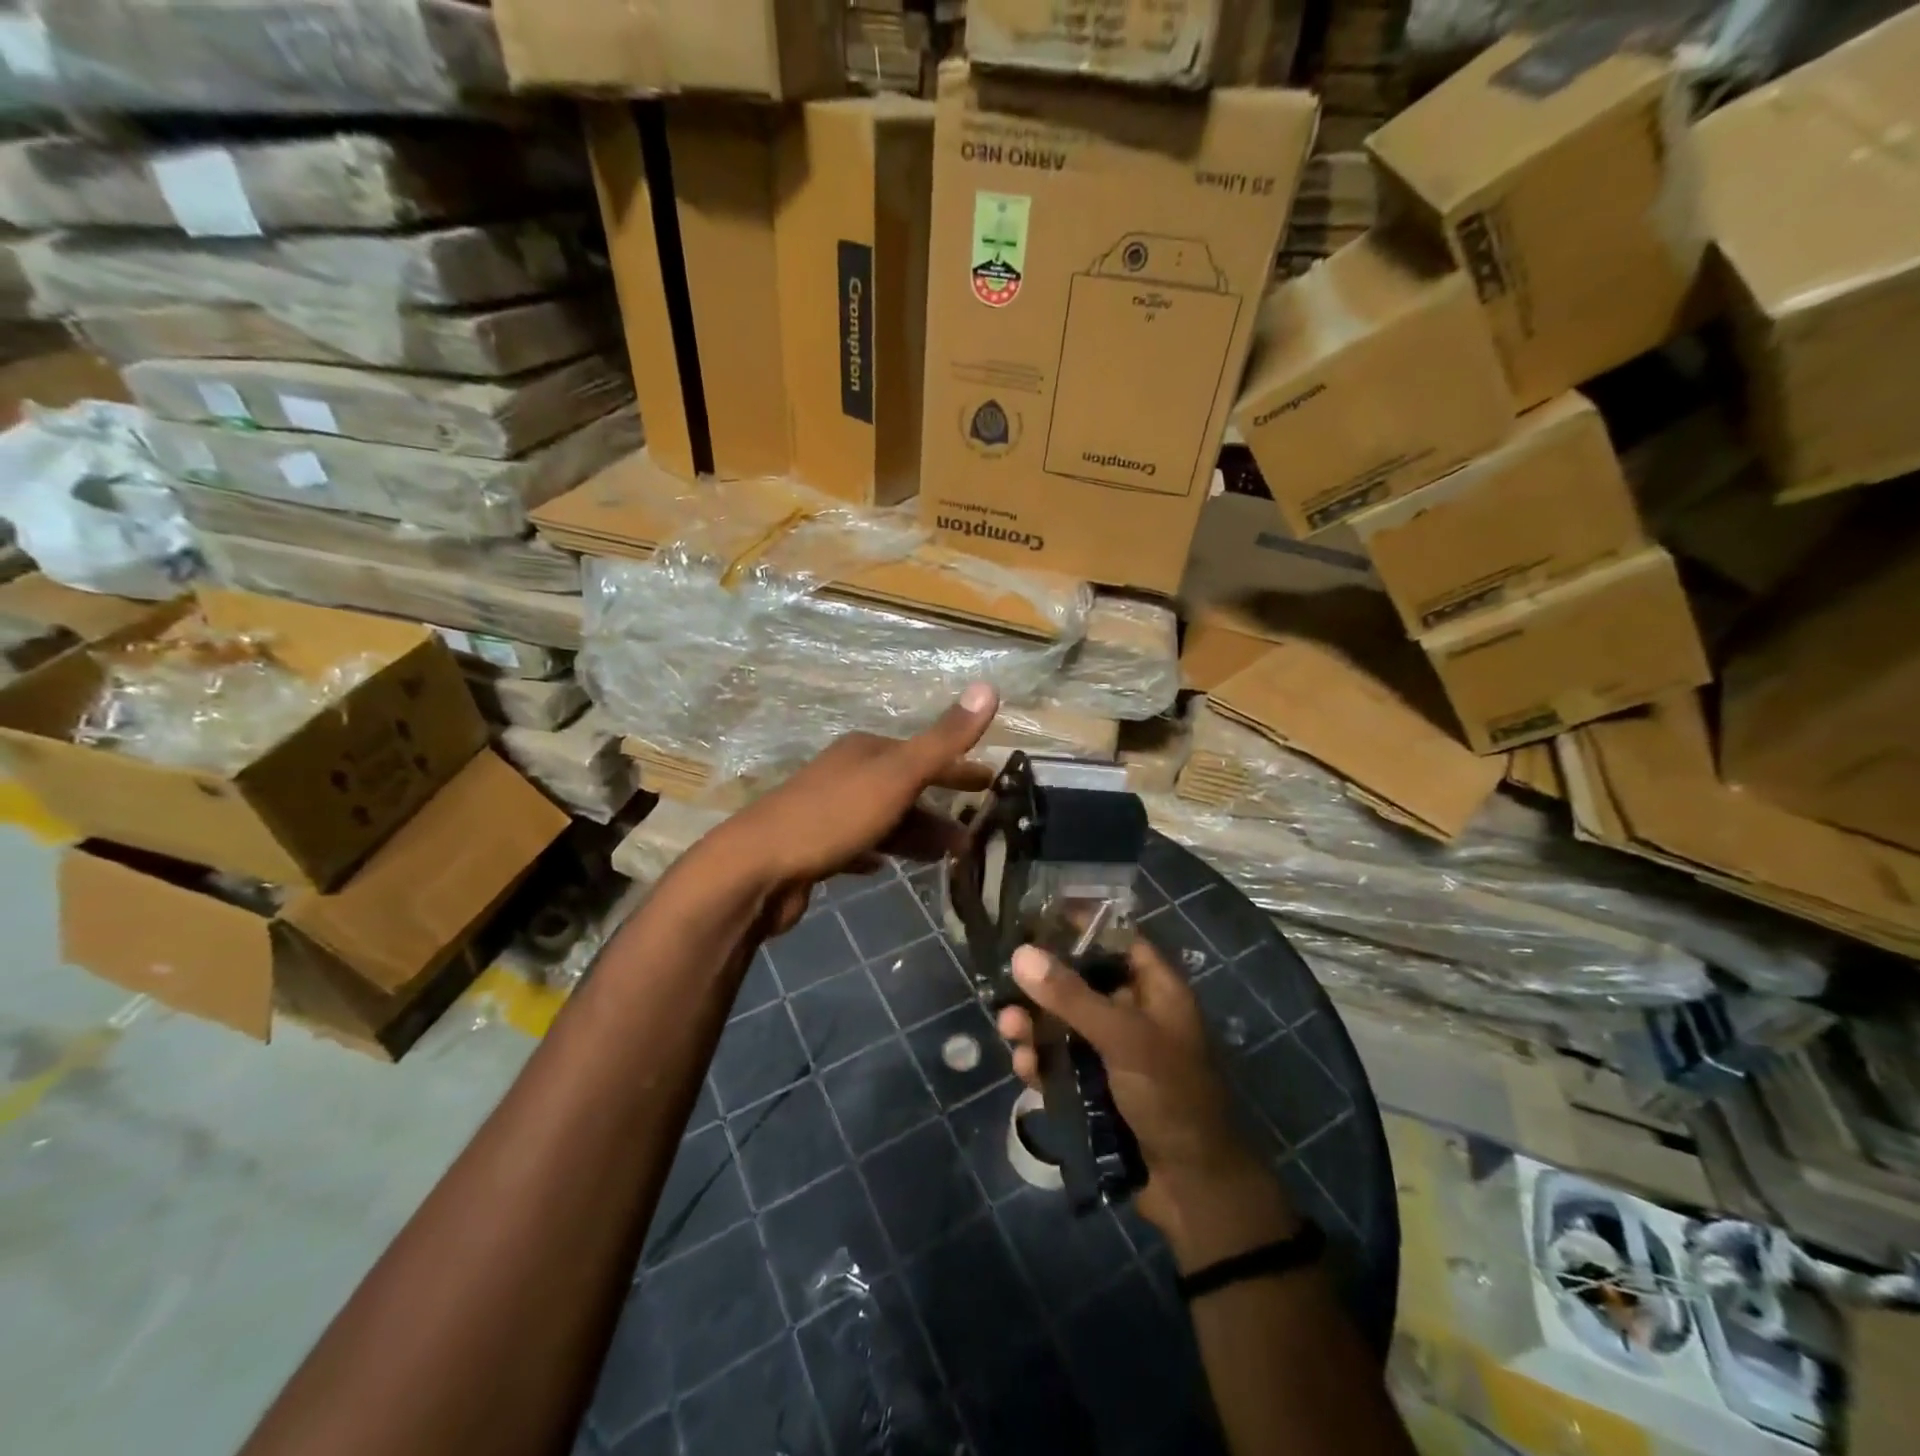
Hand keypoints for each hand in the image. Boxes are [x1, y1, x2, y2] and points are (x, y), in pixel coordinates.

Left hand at [692, 683, 999, 935]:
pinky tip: (889, 866)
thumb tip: (989, 687)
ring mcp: (827, 811)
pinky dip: (881, 851)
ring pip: (886, 818)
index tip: (990, 783)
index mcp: (865, 751)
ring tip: (950, 856)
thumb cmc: (832, 817)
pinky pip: (859, 845)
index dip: (959, 767)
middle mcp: (845, 774)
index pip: (924, 753)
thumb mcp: (896, 776)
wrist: (756, 869)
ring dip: (918, 833)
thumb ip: (943, 739)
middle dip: (941, 806)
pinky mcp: (814, 848)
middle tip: (976, 831)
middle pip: (905, 787)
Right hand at [997, 938, 1298, 1267]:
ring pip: (1066, 1024)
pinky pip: (1063, 1063)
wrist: (1194, 1189)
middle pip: (1082, 982)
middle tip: (1007, 982)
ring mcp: (1115, 1053)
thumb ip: (1072, 997)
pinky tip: (1024, 1068)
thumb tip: (1021, 954)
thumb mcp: (1124, 1038)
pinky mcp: (1098, 1088)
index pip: (1116, 939)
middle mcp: (1135, 1014)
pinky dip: (1042, 1061)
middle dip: (1043, 985)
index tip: (1034, 918)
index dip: (1079, 925)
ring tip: (1009, 1029)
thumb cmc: (1171, 1096)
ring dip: (1036, 1025)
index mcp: (1156, 990)